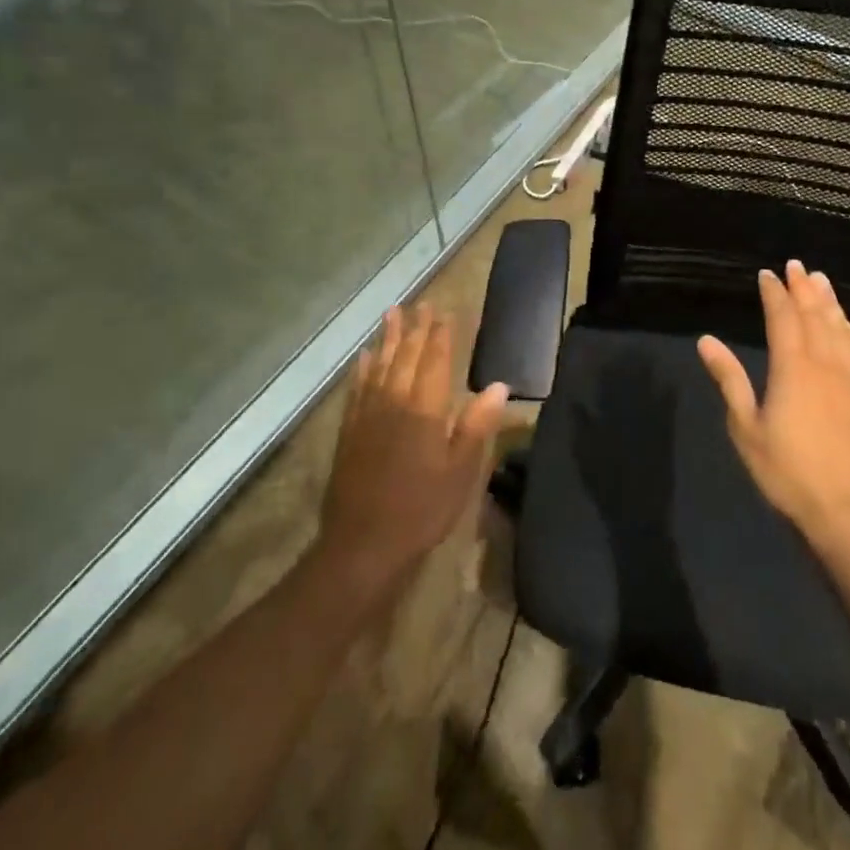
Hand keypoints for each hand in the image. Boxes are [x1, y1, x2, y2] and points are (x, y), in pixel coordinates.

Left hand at [318, 303, 509, 592]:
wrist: (363, 545)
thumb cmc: (421, 509)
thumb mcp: (461, 472)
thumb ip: (477, 425)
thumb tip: (500, 386)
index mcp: (425, 410)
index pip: (435, 362)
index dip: (440, 336)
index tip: (444, 312)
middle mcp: (395, 402)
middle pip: (406, 357)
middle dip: (415, 329)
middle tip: (420, 304)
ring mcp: (368, 416)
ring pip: (380, 366)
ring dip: (388, 339)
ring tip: (392, 314)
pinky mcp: (350, 432)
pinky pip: (357, 389)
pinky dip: (363, 369)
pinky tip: (365, 357)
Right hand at [697, 261, 849, 556]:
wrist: (845, 512)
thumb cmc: (786, 472)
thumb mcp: (746, 427)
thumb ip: (729, 379)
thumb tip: (706, 341)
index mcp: (792, 368)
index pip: (783, 318)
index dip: (774, 294)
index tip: (767, 274)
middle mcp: (825, 364)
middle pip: (815, 316)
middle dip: (803, 288)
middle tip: (796, 266)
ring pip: (840, 329)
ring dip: (829, 302)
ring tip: (821, 280)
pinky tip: (848, 325)